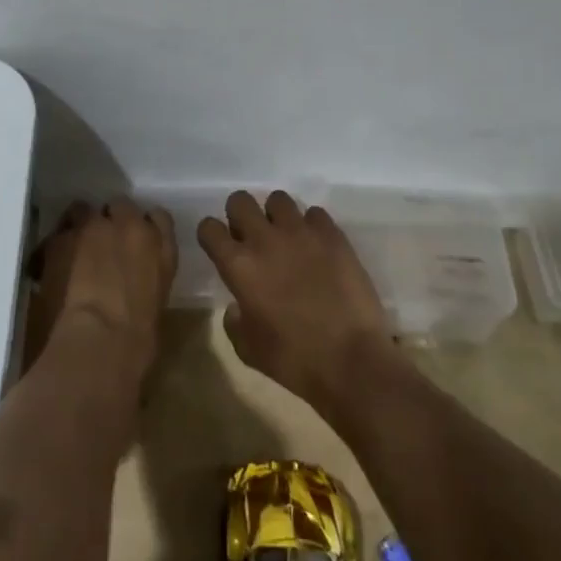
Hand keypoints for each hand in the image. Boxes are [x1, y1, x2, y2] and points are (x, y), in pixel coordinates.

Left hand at [32, 198, 176, 384]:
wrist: (99, 343)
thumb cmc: (137, 342)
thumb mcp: (154, 304)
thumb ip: (145, 279)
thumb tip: (131, 283)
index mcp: (161, 247)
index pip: (159, 218)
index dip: (145, 225)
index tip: (136, 239)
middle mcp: (130, 226)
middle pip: (121, 205)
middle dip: (112, 220)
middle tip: (102, 244)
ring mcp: (93, 227)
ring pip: (84, 209)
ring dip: (81, 224)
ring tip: (73, 248)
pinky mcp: (61, 238)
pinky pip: (57, 233)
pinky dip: (55, 245)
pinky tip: (50, 264)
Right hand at [199, 190, 393, 413]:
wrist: (352, 361)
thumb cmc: (294, 360)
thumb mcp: (248, 349)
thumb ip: (234, 321)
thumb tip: (237, 306)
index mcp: (239, 266)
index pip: (209, 228)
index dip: (211, 235)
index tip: (220, 247)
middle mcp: (265, 239)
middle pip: (240, 201)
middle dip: (240, 215)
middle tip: (252, 237)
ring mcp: (301, 232)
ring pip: (278, 199)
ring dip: (277, 216)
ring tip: (287, 238)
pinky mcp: (332, 235)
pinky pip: (315, 213)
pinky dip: (312, 226)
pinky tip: (318, 248)